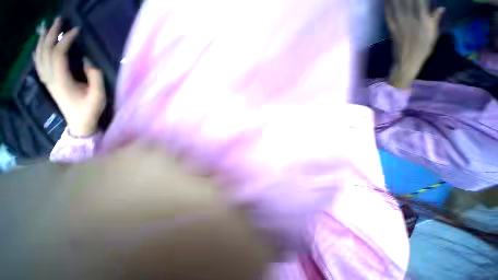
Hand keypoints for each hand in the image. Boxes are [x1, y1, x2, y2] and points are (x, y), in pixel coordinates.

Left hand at [34, 18, 105, 136]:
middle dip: (51, 34)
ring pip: (39, 56)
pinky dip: (37, 52)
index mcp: (62, 80)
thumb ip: (95, 77)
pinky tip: (39, 46)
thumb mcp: (99, 95)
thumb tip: (87, 60)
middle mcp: (50, 78)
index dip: (66, 40)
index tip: (76, 30)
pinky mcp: (48, 83)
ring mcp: (47, 80)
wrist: (79, 123)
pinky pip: (38, 64)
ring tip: (46, 27)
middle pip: (46, 51)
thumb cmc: (90, 110)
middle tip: (59, 20)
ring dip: (42, 40)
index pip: (59, 54)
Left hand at [385, 0, 444, 88]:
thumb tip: (441, 7)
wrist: (407, 61)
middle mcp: (411, 18)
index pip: (421, 1)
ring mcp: (400, 24)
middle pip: (407, 0)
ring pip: (397, 5)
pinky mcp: (392, 29)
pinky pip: (389, 16)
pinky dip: (387, 7)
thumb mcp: (433, 34)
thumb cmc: (423, 49)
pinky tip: (386, 1)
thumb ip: (435, 19)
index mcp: (423, 19)